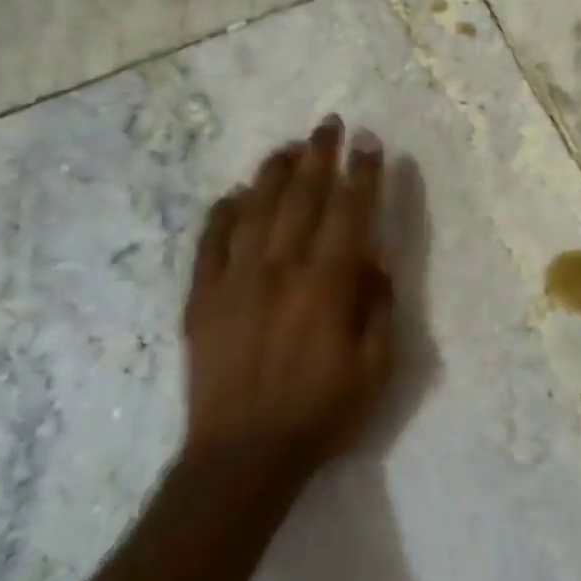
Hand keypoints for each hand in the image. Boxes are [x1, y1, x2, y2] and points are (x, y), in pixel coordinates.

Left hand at [182, 117, 394, 481]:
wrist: (243, 456)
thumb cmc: (321, 414)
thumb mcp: (376, 369)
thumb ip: (379, 308)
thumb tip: (374, 261)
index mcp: (327, 285)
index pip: (350, 213)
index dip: (362, 175)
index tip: (369, 143)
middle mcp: (280, 269)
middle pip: (302, 198)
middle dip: (320, 156)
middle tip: (330, 124)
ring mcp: (235, 279)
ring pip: (255, 209)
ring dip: (275, 173)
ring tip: (289, 147)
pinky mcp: (202, 297)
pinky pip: (211, 241)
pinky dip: (224, 212)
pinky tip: (235, 193)